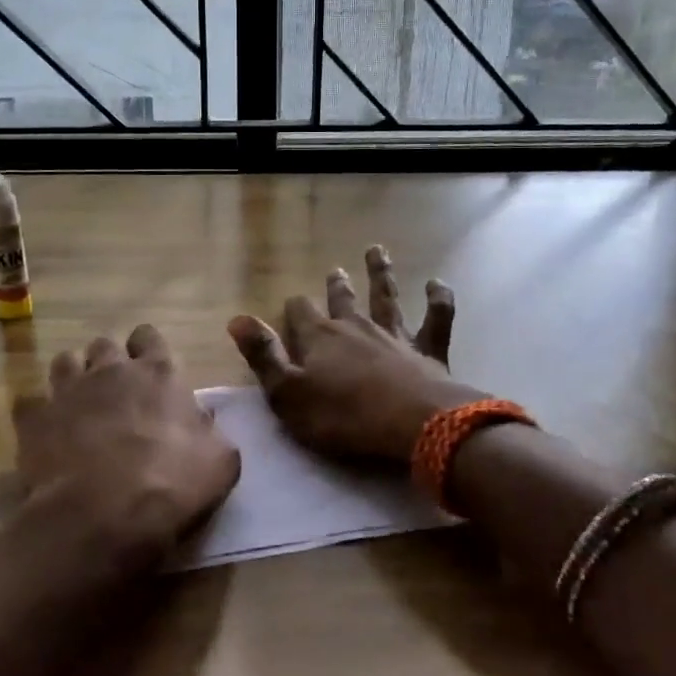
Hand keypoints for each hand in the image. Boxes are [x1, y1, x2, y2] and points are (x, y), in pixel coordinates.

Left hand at [11, 324, 238, 578]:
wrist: (103, 514)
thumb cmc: (172, 484)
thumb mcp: (219, 461)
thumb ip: (211, 432)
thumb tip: (203, 420)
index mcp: (159, 373)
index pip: (149, 337)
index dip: (147, 349)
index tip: (149, 370)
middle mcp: (111, 370)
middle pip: (105, 344)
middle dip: (108, 361)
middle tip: (115, 391)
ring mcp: (68, 391)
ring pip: (65, 361)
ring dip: (73, 376)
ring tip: (79, 403)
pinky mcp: (34, 419)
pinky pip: (29, 401)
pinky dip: (37, 412)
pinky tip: (45, 431)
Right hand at [228, 245, 486, 464]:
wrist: (412, 424)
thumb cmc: (342, 416)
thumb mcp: (288, 394)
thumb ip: (263, 356)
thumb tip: (237, 319)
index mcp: (320, 338)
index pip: (300, 312)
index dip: (295, 308)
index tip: (292, 305)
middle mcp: (356, 327)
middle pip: (343, 300)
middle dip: (336, 287)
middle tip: (336, 271)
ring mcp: (395, 335)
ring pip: (386, 297)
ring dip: (381, 274)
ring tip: (377, 251)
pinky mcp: (428, 349)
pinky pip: (437, 316)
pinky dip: (438, 298)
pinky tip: (437, 283)